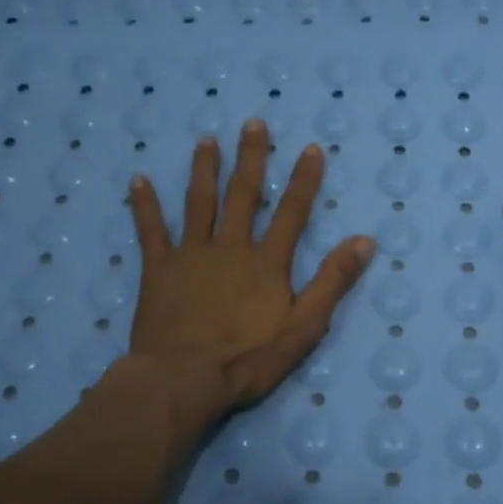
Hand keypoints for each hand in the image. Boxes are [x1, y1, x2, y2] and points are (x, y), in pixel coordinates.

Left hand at [126, 119, 375, 423]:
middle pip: (242, 195)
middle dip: (251, 157)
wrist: (183, 380)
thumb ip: (333, 282)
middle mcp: (230, 247)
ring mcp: (191, 255)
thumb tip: (365, 241)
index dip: (303, 179)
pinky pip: (150, 230)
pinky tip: (137, 180)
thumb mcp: (304, 327)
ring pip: (198, 202)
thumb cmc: (248, 359)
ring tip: (206, 141)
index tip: (310, 148)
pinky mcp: (158, 270)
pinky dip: (144, 205)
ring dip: (203, 169)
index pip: (291, 211)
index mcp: (266, 262)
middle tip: (253, 123)